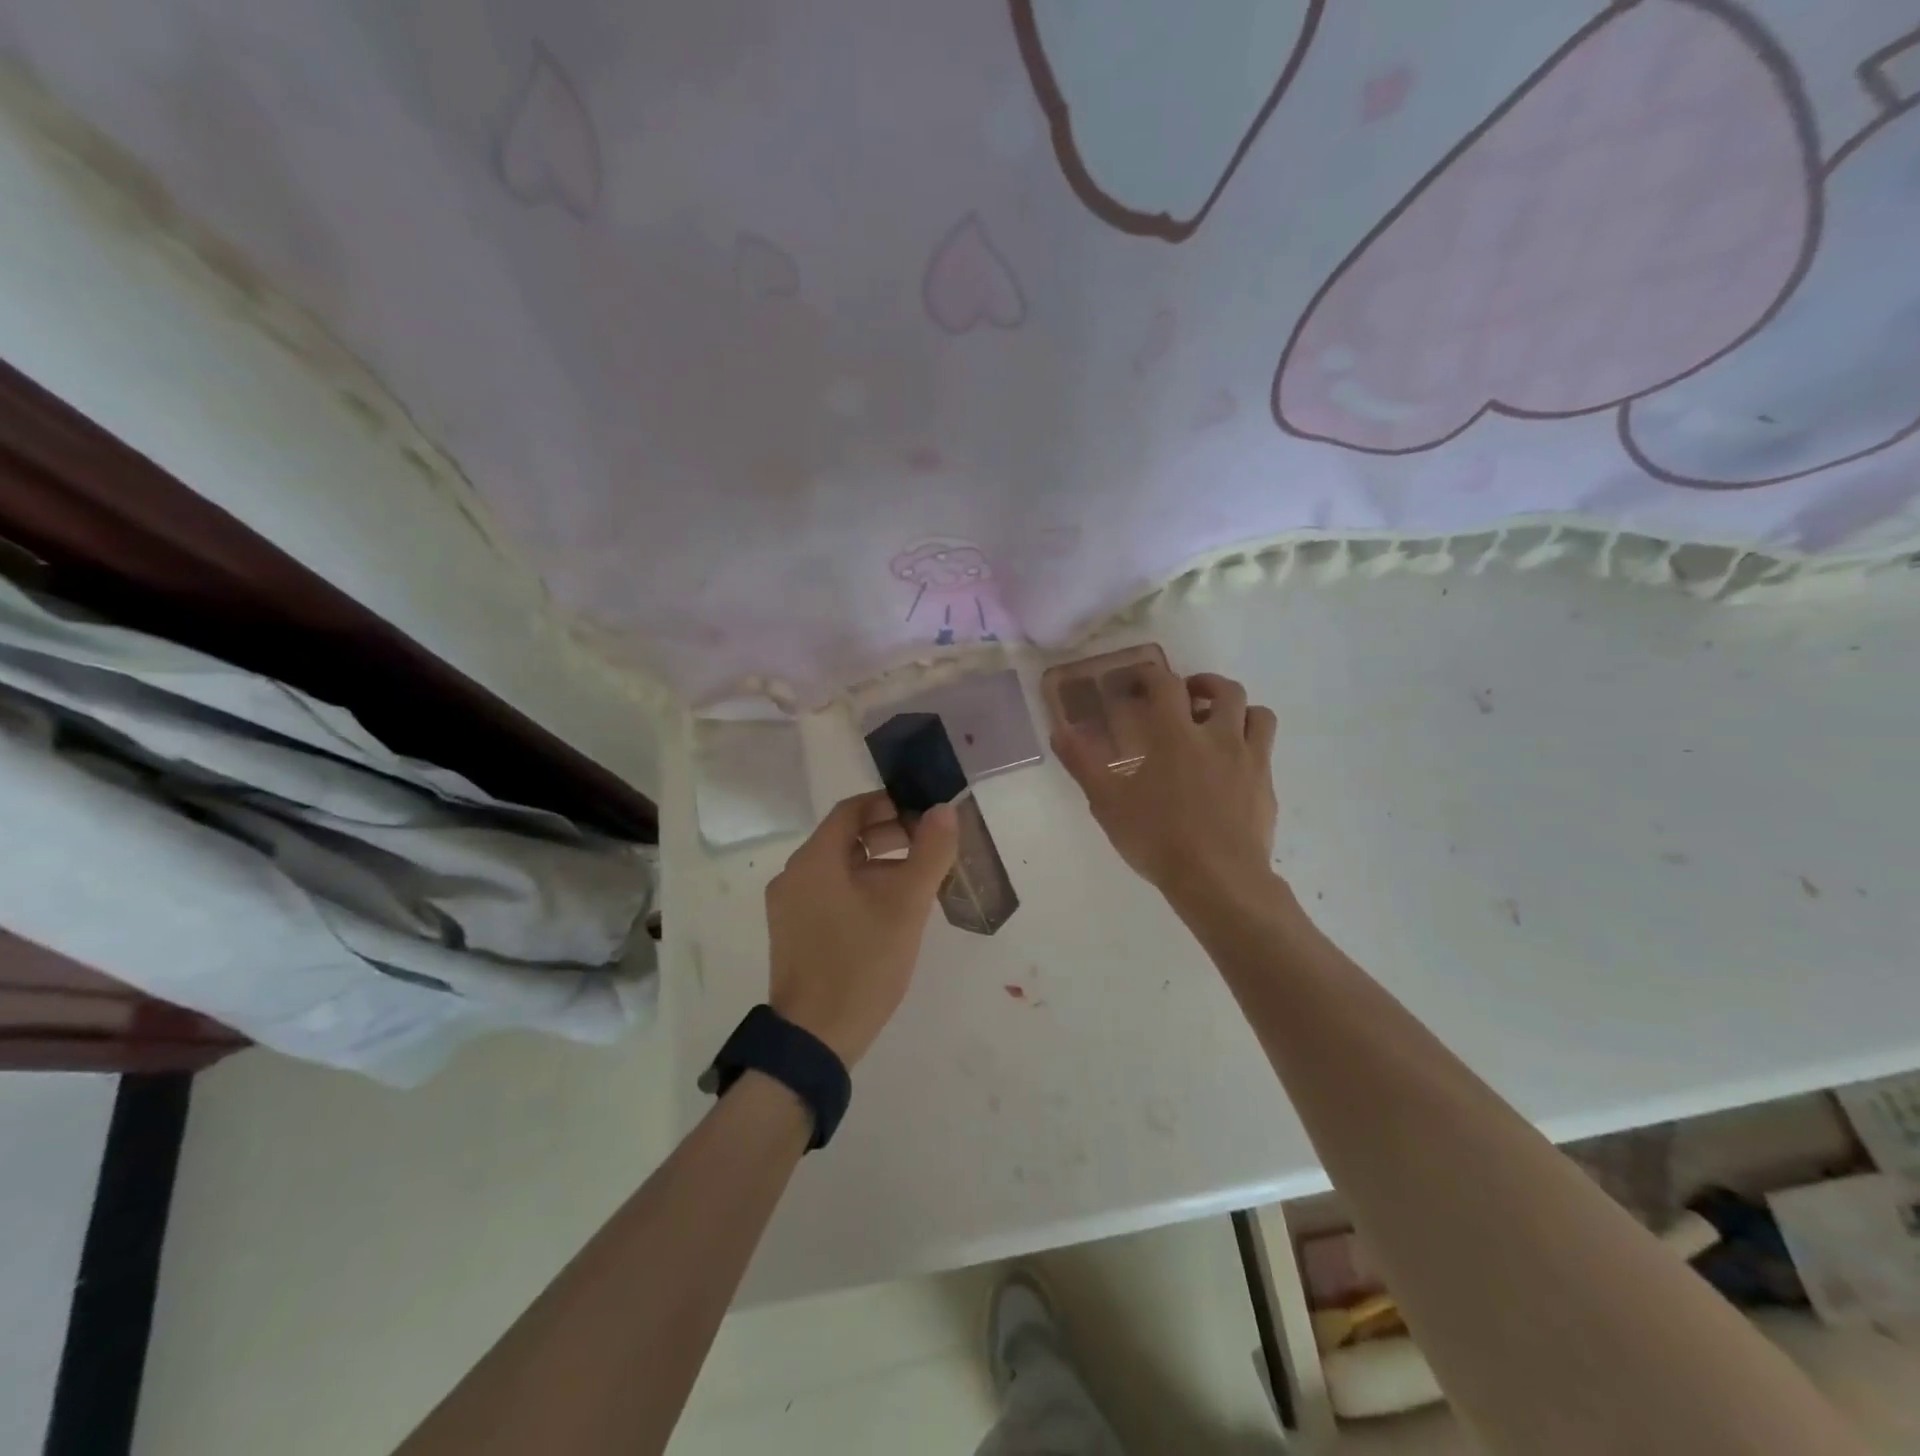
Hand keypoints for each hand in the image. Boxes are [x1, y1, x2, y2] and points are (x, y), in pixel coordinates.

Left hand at [764, 790, 959, 1066]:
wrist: (814, 1039)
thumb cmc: (861, 964)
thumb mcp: (906, 906)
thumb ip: (930, 852)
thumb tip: (945, 810)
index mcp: (814, 859)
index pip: (852, 809)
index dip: (890, 804)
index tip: (925, 815)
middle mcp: (794, 875)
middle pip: (846, 837)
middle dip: (890, 835)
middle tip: (930, 848)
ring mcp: (789, 906)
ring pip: (840, 867)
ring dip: (879, 864)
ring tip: (918, 882)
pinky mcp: (793, 932)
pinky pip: (830, 893)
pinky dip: (861, 889)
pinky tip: (891, 913)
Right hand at [1054, 665, 1278, 905]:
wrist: (1219, 879)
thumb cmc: (1158, 838)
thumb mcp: (1108, 803)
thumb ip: (1083, 764)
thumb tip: (1058, 731)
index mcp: (1176, 735)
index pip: (1167, 684)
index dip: (1152, 674)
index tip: (1140, 679)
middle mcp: (1218, 737)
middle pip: (1224, 690)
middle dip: (1204, 684)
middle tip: (1186, 697)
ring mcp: (1250, 760)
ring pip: (1257, 714)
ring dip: (1237, 710)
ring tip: (1219, 723)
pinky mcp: (1266, 786)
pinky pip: (1265, 750)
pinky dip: (1250, 744)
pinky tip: (1232, 766)